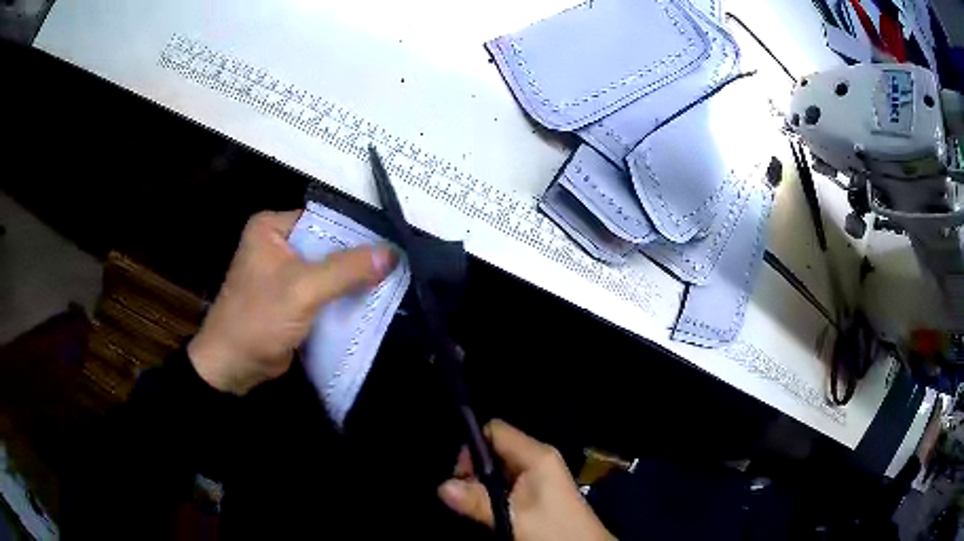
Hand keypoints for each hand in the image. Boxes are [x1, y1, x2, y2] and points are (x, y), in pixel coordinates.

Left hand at [188, 210, 396, 394]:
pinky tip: (372, 300)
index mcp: (272, 227)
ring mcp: (285, 272)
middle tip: (398, 262)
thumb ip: (346, 269)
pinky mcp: (291, 298)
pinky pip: (324, 291)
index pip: (324, 219)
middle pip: (329, 245)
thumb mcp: (303, 289)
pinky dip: (343, 297)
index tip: (392, 241)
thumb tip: (393, 253)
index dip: (357, 230)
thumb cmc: (258, 318)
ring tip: (394, 279)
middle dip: (359, 257)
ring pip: (329, 269)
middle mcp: (278, 243)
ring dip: (354, 279)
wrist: (234, 365)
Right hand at [438, 420, 615, 540]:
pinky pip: (507, 482)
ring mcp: (539, 475)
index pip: (496, 430)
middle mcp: (538, 459)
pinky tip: (487, 509)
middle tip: (463, 494)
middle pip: (495, 449)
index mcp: (537, 455)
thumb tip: (442, 486)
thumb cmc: (554, 530)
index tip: (459, 474)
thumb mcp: (513, 518)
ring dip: (482, 484)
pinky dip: (492, 492)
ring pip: (499, 468)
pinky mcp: (537, 491)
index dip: (472, 446)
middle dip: (474, 469)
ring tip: (472, 504)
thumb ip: (477, 502)